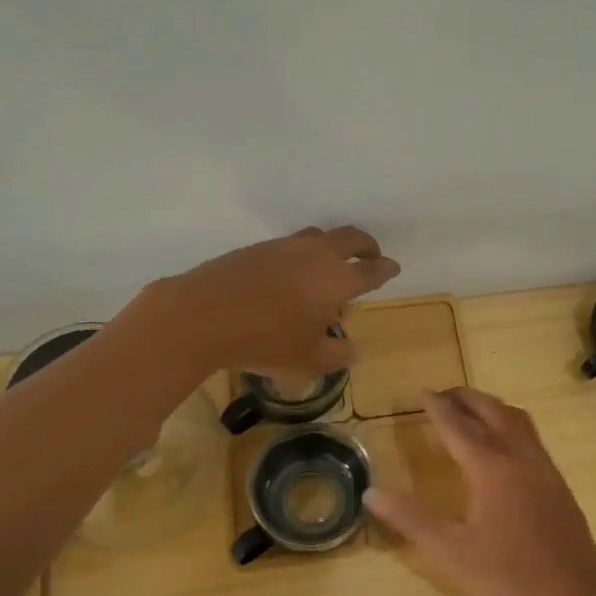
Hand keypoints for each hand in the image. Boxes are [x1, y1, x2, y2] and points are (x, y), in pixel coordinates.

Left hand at [144, 225, 399, 375]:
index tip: (392, 269)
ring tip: (330, 264)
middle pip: (351, 238)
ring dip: (333, 246)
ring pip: (319, 236)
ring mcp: (285, 246)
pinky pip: (291, 244)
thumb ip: (336, 354)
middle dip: (366, 246)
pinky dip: (304, 252)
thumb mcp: (307, 359)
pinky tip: (292, 272)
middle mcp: (316, 255)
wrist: (202, 315)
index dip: (386, 269)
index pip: (372, 269)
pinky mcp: (258, 247)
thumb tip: (355, 351)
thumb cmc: (264, 341)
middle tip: (371, 256)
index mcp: (337, 279)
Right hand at [364, 388, 595, 595]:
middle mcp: (519, 456)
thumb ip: (410, 519)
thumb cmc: (508, 577)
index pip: (457, 425)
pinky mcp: (558, 483)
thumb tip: (372, 491)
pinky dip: (509, 424)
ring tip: (470, 411)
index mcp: (490, 467)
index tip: (422, 393)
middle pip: (491, 411)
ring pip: (516, 419)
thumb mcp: (450, 551)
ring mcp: (543, 467)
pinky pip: (530, 436)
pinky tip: (503, 447)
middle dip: (465, 398)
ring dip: (490, 407)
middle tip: (443, 396)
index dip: (437, 407)